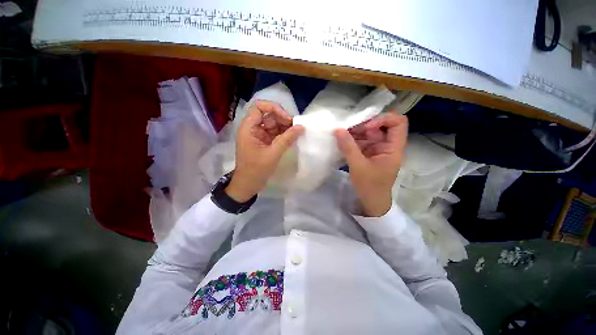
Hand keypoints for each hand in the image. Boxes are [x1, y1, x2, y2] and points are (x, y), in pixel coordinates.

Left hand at [225, 101, 303, 201]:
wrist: (248, 185)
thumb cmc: (256, 170)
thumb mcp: (273, 154)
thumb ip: (287, 139)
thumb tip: (301, 127)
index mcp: (248, 128)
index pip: (259, 107)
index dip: (274, 109)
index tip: (287, 119)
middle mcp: (252, 128)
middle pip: (268, 115)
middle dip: (282, 119)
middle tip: (295, 128)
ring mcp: (258, 135)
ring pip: (273, 124)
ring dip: (284, 127)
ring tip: (296, 133)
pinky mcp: (263, 142)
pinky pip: (274, 133)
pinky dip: (283, 134)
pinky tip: (292, 138)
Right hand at [334, 114, 407, 216]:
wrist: (371, 203)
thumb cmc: (370, 186)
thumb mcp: (358, 166)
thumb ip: (348, 147)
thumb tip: (338, 130)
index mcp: (393, 148)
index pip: (398, 122)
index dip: (383, 120)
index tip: (366, 128)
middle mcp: (387, 145)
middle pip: (379, 126)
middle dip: (363, 126)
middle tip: (346, 130)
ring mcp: (377, 149)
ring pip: (368, 134)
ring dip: (355, 133)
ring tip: (341, 136)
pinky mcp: (368, 154)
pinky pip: (361, 142)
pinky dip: (352, 141)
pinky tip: (342, 142)